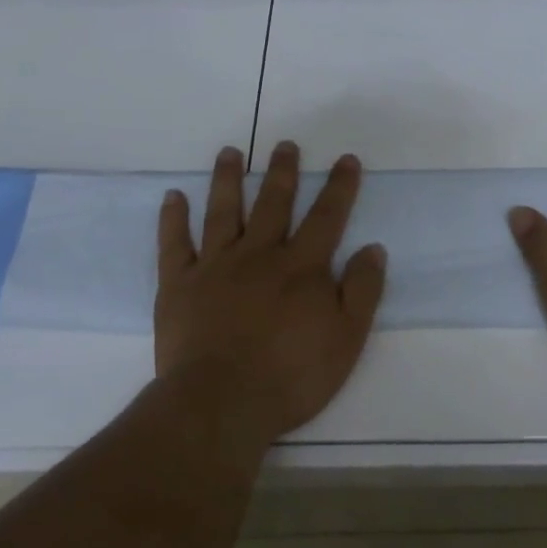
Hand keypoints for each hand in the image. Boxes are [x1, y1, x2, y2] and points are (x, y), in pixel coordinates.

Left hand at [155, 141, 386, 448]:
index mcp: (301, 267)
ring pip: (222, 212)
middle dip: (282, 172)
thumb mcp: (346, 339)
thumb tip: (373, 248)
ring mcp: (215, 266)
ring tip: (229, 153)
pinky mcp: (179, 285)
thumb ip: (362, 291)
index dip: (339, 187)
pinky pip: (174, 244)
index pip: (326, 217)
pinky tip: (173, 197)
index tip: (346, 159)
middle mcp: (258, 255)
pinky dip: (173, 219)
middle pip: (272, 204)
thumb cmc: (291, 375)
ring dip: (227, 180)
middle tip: (285, 145)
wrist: (221, 403)